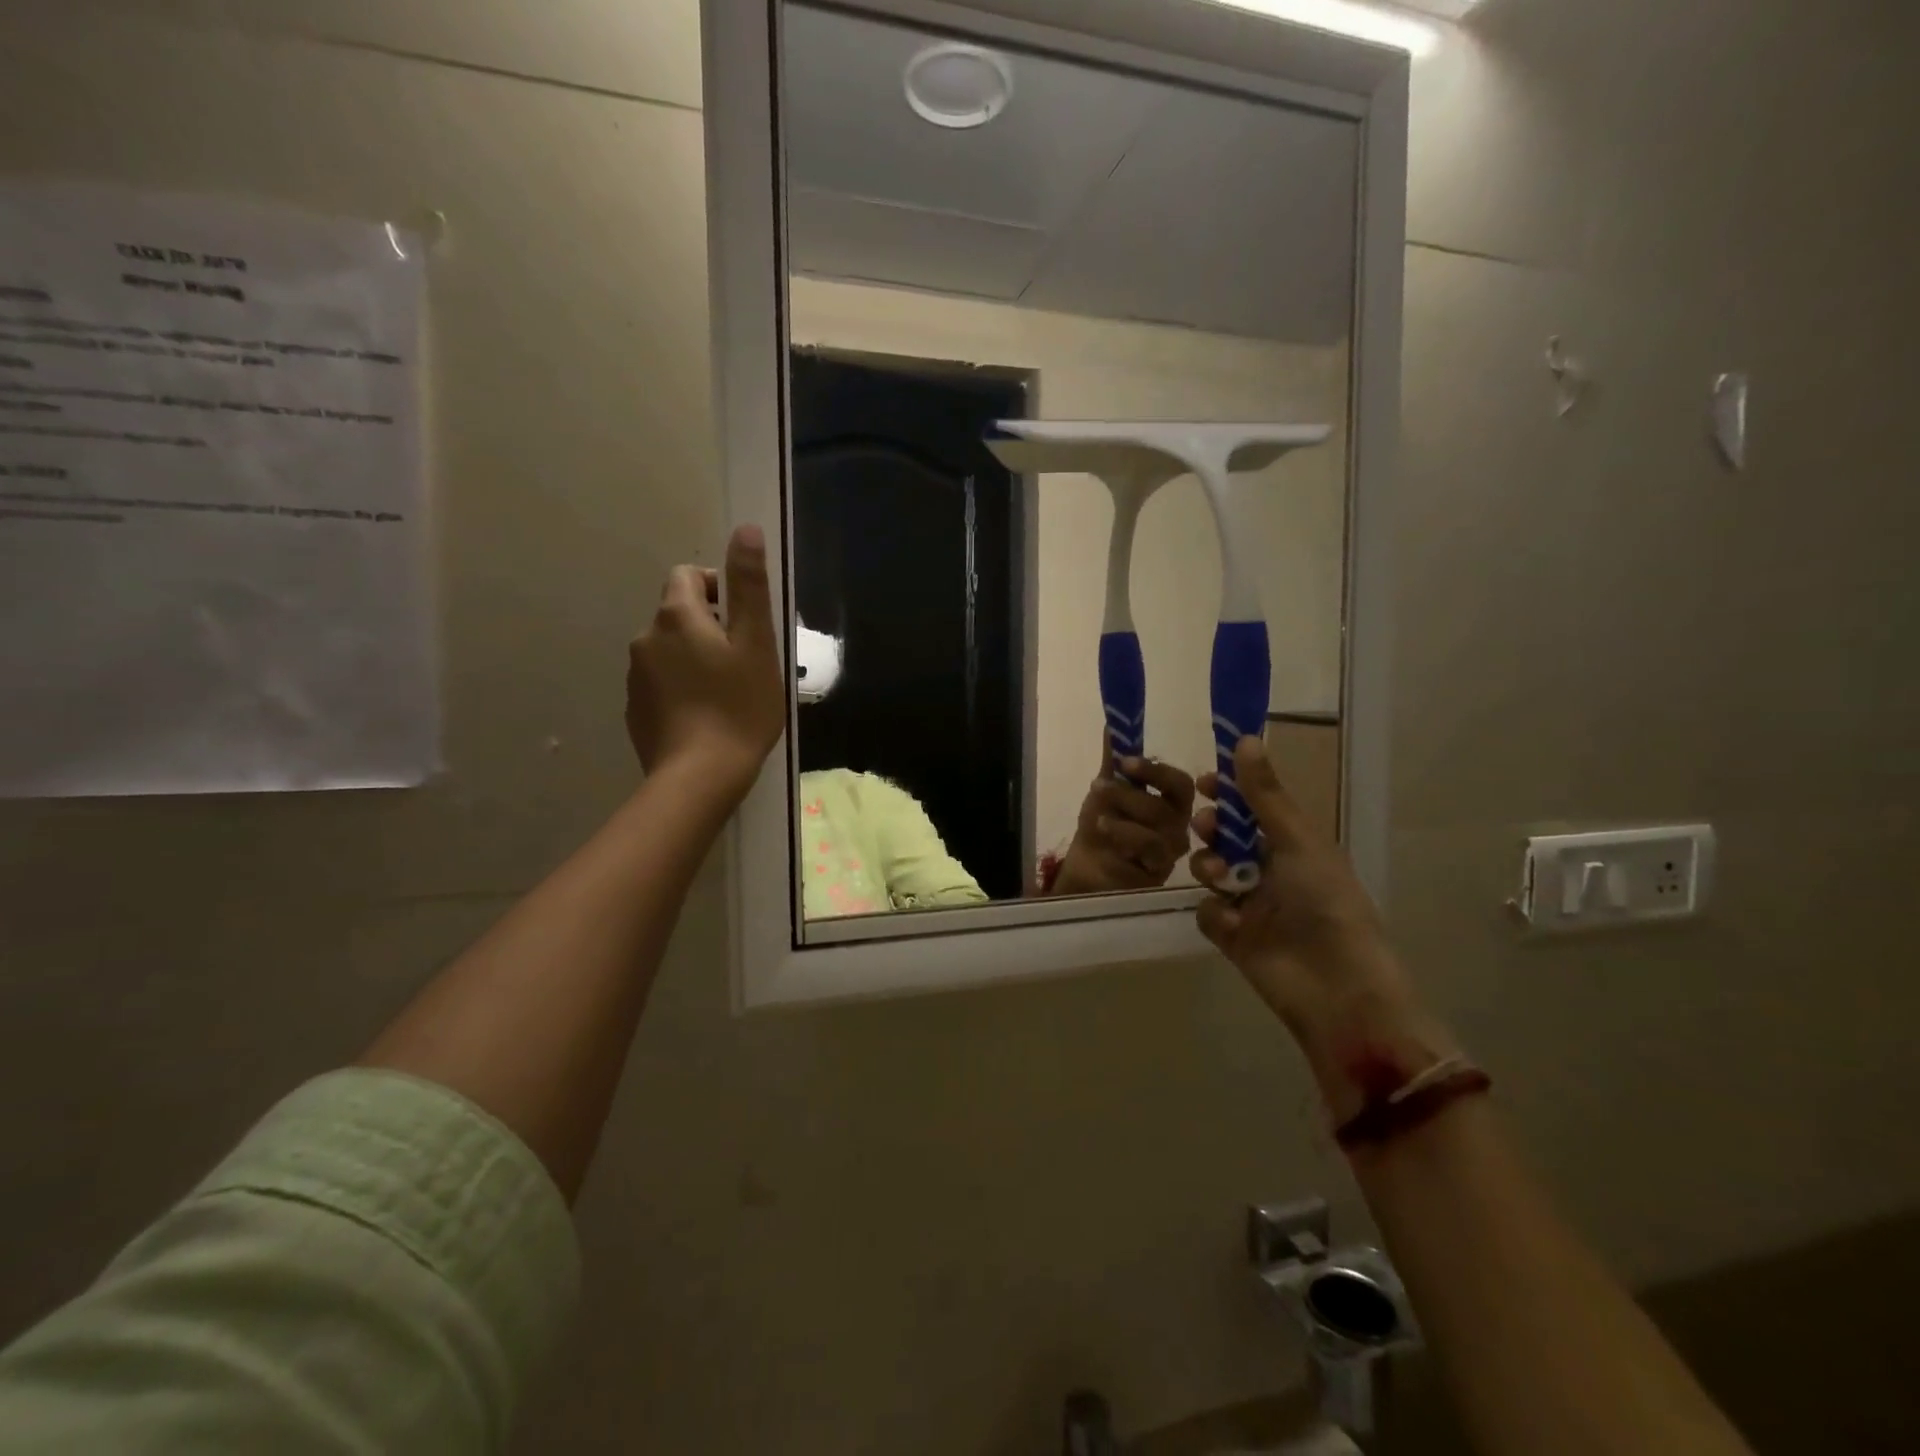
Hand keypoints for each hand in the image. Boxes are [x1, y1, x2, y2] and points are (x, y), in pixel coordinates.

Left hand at [625, 524, 784, 801]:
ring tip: (726, 693)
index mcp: (677, 617)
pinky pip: (661, 684)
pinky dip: (681, 689)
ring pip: (669, 651)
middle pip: (678, 614)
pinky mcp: (635, 710)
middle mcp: (646, 638)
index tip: (743, 622)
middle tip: (744, 662)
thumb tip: (746, 530)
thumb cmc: (739, 707)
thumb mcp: (757, 643)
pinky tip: (705, 717)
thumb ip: (749, 586)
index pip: (688, 576)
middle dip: (709, 627)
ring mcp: (635, 676)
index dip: (718, 588)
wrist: (700, 777)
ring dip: (694, 659)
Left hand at [1048, 738, 1195, 895]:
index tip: (1124, 761)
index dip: (1155, 771)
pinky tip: (1106, 832)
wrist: (1087, 867)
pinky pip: (1149, 854)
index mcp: (1171, 804)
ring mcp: (1169, 853)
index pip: (1179, 784)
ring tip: (1097, 816)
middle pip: (1170, 807)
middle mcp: (1177, 827)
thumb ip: (1112, 761)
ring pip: (1160, 831)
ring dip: (1124, 817)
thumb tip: (1112, 724)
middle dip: (1131, 793)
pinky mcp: (1157, 874)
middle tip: (1100, 786)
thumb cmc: (1103, 827)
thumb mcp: (1105, 790)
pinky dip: (1125, 838)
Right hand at [1190, 737, 1456, 1117]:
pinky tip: (1234, 922)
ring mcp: (1249, 903)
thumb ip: (1264, 794)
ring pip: (1209, 871)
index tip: (1205, 781)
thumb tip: (1245, 738)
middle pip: (1225, 837)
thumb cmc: (1326, 902)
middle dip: (1212, 829)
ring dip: (1211, 869)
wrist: (1335, 985)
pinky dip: (1216, 913)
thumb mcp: (1296, 840)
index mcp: (1293, 844)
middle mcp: (1270, 869)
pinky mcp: (1232, 936)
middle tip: (1207, 827)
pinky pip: (1207, 911)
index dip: (1229, 792)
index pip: (1253, 807)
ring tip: (1223, 880)